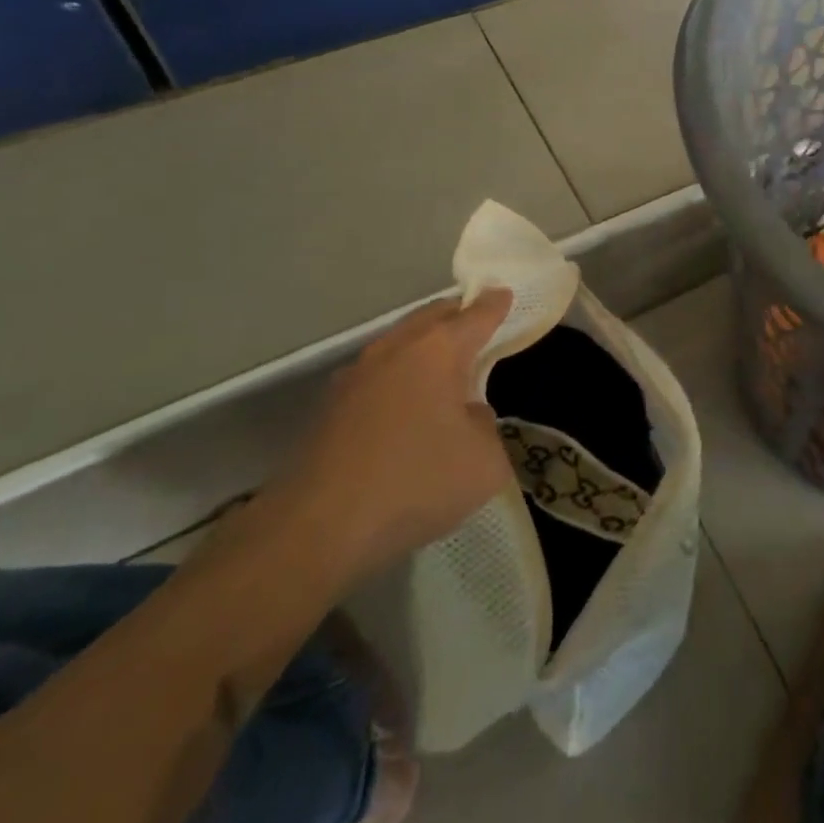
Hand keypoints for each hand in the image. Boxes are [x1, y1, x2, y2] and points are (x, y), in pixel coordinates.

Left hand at [274, 290, 514, 573]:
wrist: (317, 528)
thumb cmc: (414, 483)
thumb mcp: (484, 462)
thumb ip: (487, 426)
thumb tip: (467, 414)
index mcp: (437, 350)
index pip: (475, 315)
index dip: (495, 304)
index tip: (505, 294)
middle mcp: (395, 348)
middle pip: (433, 316)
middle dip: (458, 315)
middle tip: (479, 323)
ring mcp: (357, 374)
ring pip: (400, 342)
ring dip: (425, 345)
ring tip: (445, 364)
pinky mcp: (331, 406)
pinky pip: (378, 374)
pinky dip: (399, 375)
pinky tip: (405, 404)